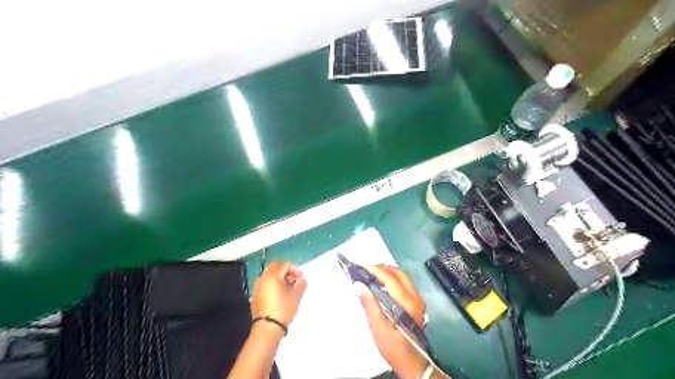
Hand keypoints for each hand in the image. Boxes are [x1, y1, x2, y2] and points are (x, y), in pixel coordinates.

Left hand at [251, 263, 307, 326]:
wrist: (268, 328)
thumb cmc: (283, 309)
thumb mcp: (296, 295)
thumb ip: (301, 283)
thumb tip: (301, 279)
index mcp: (272, 275)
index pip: (284, 265)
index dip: (294, 268)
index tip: (301, 277)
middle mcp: (262, 279)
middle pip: (275, 267)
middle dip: (286, 271)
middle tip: (295, 280)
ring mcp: (257, 287)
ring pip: (269, 275)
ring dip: (280, 278)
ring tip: (289, 288)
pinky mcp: (255, 296)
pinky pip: (265, 284)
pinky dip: (273, 285)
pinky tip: (280, 295)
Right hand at [358, 265, 425, 378]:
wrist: (413, 362)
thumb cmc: (393, 346)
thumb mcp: (378, 327)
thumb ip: (369, 304)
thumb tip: (359, 285)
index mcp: (406, 303)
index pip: (390, 279)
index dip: (376, 270)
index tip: (362, 267)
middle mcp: (415, 297)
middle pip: (398, 274)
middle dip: (381, 268)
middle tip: (366, 270)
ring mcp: (418, 299)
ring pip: (402, 277)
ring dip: (387, 273)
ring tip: (371, 275)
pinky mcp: (416, 303)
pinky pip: (404, 283)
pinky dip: (392, 279)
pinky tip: (382, 284)